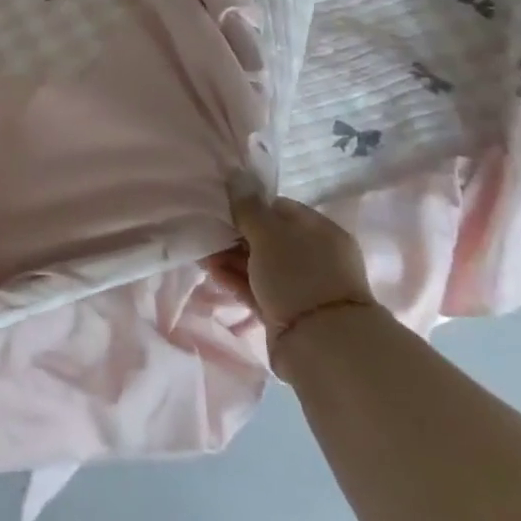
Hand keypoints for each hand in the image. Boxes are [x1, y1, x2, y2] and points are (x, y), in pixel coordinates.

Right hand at [211, 190, 377, 377]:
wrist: (321, 344)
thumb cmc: (299, 276)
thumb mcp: (270, 233)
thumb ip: (249, 207)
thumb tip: (236, 176)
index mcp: (320, 232)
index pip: (280, 209)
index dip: (251, 205)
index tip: (221, 206)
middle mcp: (313, 257)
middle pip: (268, 237)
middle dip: (235, 233)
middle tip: (205, 228)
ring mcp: (299, 286)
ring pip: (258, 264)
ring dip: (230, 256)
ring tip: (200, 249)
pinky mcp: (283, 311)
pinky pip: (254, 287)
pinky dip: (233, 278)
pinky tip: (210, 269)